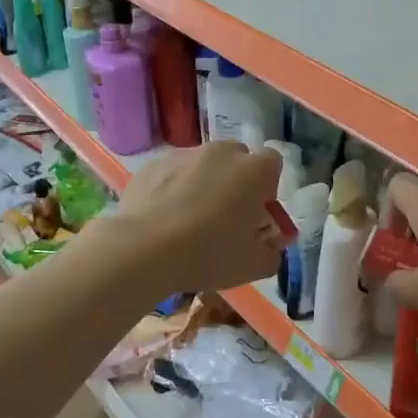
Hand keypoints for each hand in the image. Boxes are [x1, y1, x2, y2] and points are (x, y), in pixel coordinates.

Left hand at [101, 142, 285, 297]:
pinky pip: (172, 174)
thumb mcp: (255, 265)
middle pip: (237, 160)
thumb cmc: (210, 254)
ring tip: (189, 220)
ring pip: (202, 165)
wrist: (144, 249)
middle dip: (236, 182)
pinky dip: (172, 189)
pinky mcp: (152, 165)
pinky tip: (163, 220)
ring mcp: (183, 155)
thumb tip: (270, 246)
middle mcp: (222, 152)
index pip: (273, 164)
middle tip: (226, 217)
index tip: (256, 214)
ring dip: (203, 184)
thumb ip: (272, 252)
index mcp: (254, 170)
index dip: (267, 188)